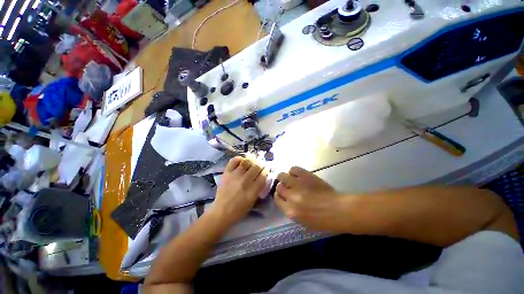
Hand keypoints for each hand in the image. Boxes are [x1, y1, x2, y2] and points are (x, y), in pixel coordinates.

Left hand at [209, 157, 267, 226]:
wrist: (222, 211)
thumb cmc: (239, 209)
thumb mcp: (253, 200)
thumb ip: (259, 188)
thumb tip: (263, 176)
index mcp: (252, 190)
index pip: (263, 175)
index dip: (266, 170)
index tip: (267, 168)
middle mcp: (244, 181)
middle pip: (256, 167)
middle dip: (261, 164)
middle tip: (261, 164)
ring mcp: (234, 176)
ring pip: (247, 162)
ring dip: (252, 160)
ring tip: (252, 161)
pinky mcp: (226, 173)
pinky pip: (234, 161)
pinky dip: (239, 159)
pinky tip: (242, 161)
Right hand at [274, 167, 344, 231]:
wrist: (338, 210)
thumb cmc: (323, 220)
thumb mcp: (303, 221)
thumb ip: (291, 210)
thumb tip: (285, 199)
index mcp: (290, 210)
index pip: (277, 199)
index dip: (278, 195)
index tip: (282, 194)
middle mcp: (291, 196)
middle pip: (279, 187)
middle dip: (281, 186)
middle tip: (287, 186)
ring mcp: (298, 184)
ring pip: (282, 176)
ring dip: (284, 177)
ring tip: (289, 178)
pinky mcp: (306, 175)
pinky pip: (293, 169)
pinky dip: (293, 171)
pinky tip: (297, 174)